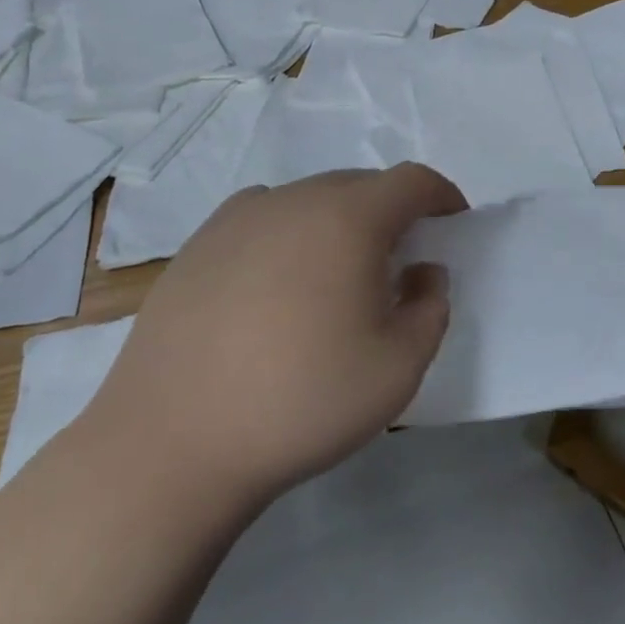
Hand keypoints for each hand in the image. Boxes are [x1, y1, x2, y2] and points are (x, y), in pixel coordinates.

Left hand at [83, 164, 466, 507]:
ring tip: (336, 278)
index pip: (411, 181)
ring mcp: (237, 219)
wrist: (171, 442)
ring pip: (308, 201)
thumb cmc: (301, 400)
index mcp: (347, 218)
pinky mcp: (197, 246)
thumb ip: (430, 308)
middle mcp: (292, 200)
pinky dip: (289, 237)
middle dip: (391, 213)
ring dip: (338, 224)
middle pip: (360, 185)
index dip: (442, 196)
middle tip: (399, 262)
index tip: (453, 223)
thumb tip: (421, 271)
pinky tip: (278, 287)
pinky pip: (263, 221)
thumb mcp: (398, 367)